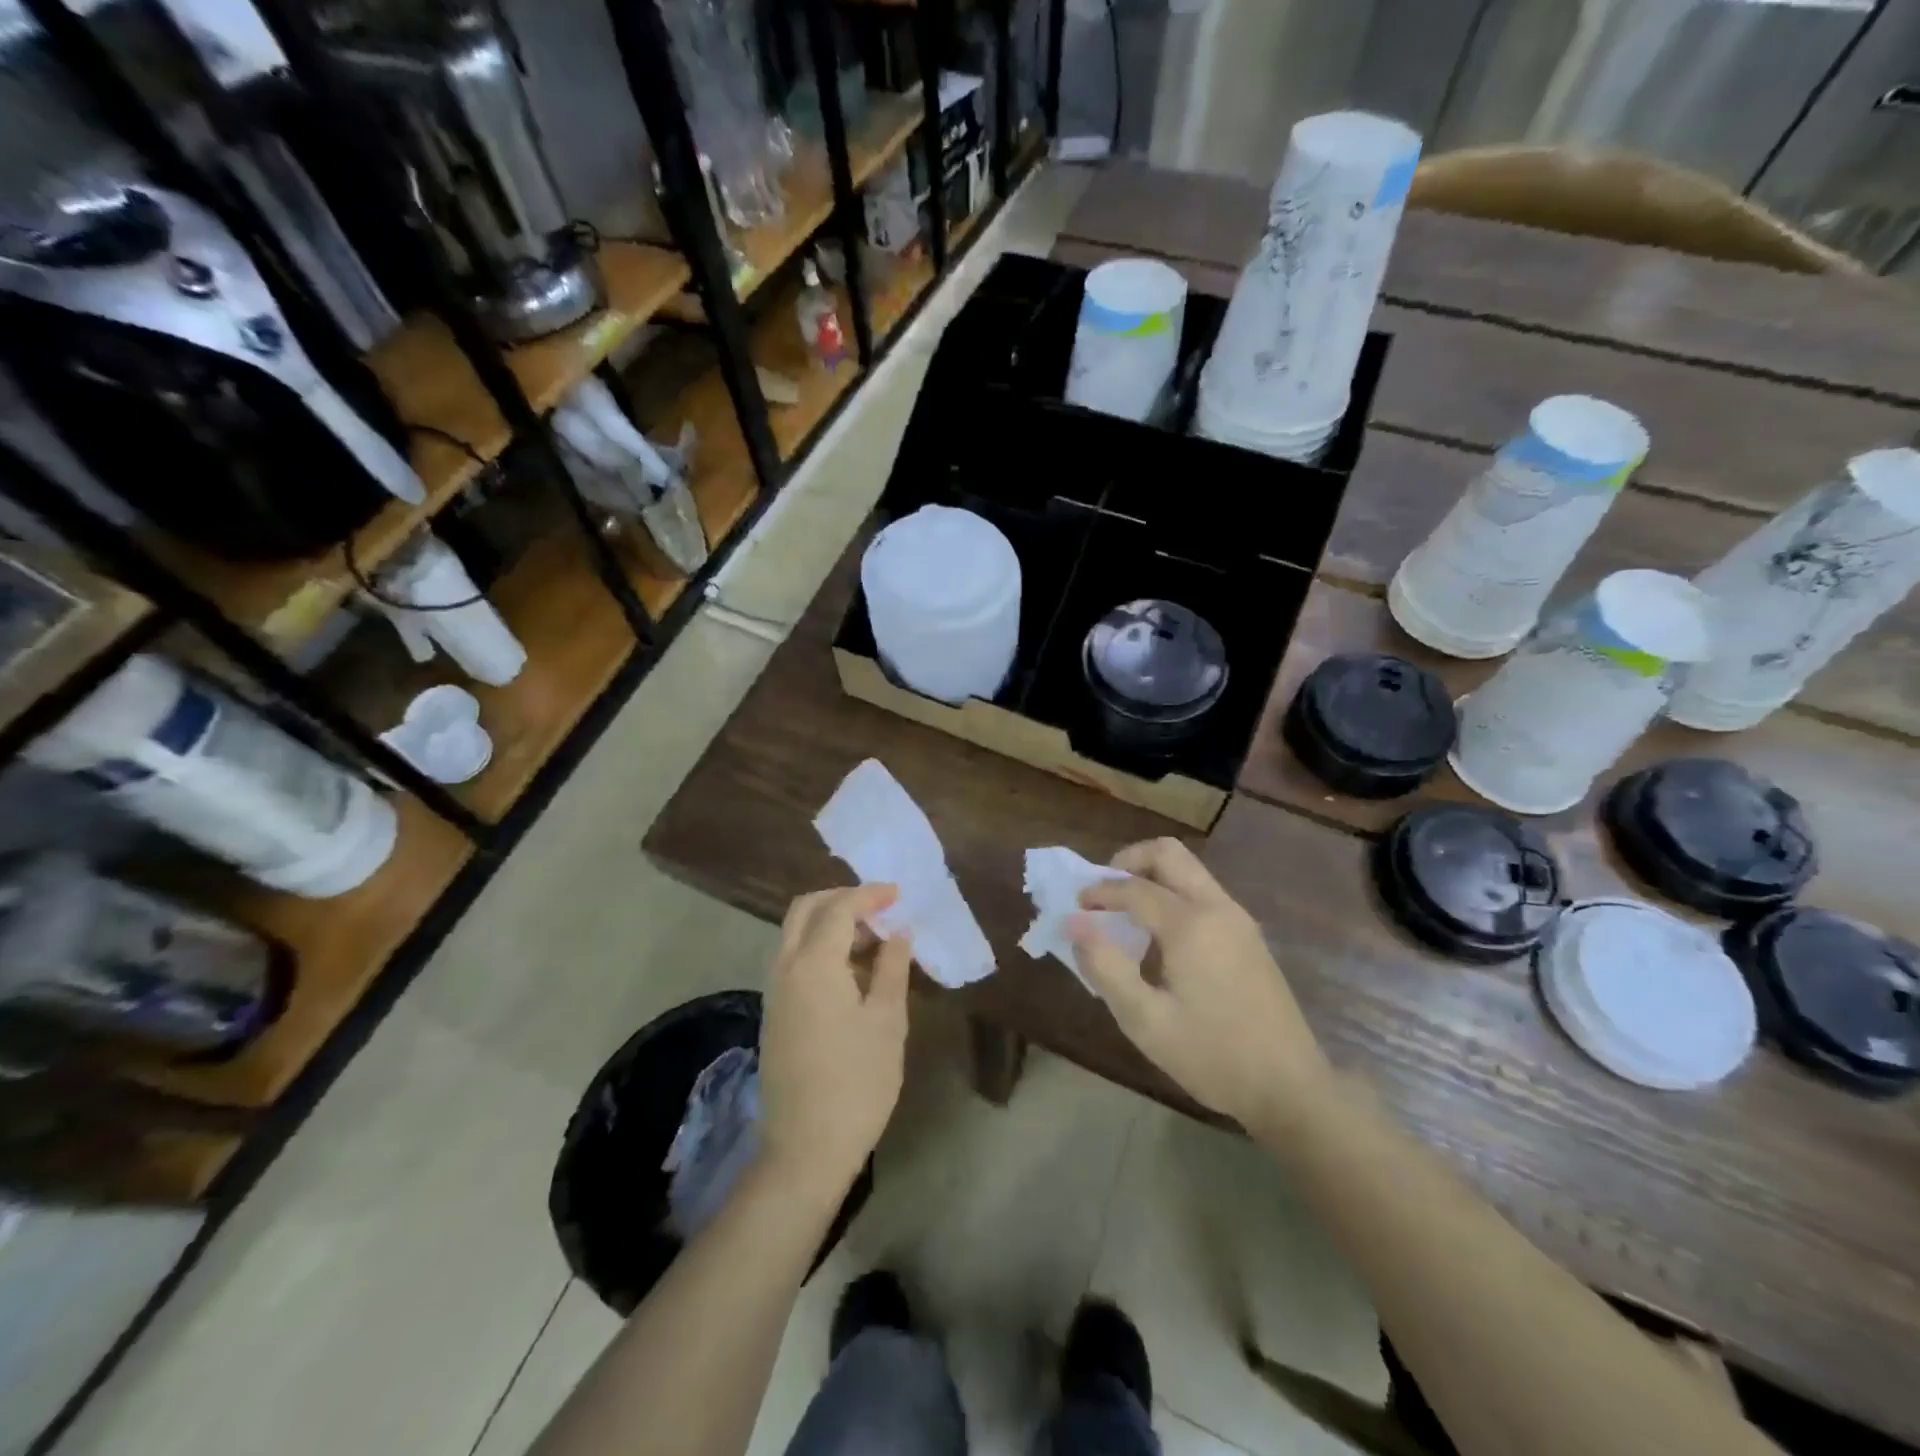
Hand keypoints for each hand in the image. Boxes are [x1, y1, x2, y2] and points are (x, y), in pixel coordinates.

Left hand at [758, 884, 911, 1195]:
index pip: (839, 908)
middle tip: (880, 907)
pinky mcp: (774, 1013)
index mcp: (813, 964)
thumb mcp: (886, 1020)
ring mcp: (774, 991)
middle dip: (842, 898)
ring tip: (873, 939)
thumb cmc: (857, 1081)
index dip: (870, 895)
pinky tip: (851, 971)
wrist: (805, 1148)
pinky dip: (819, 947)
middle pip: (805, 910)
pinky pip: (793, 959)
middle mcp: (785, 968)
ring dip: (829, 923)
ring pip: (795, 934)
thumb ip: (892, 967)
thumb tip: (898, 933)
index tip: (898, 894)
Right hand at [1071, 838, 1330, 1129]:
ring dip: (1152, 878)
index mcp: (1191, 925)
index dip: (1099, 892)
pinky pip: (1203, 893)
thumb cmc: (1212, 1056)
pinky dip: (1173, 895)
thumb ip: (1105, 966)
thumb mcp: (1145, 1020)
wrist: (1290, 1089)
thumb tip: (1073, 922)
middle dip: (1128, 862)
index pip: (1134, 888)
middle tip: (1103, 892)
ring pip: (1189, 870)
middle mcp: (1218, 908)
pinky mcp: (1249, 937)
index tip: (1075, 909)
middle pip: (1169, 854)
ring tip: (1125, 914)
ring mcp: (1239, 920)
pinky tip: (1159, 937)